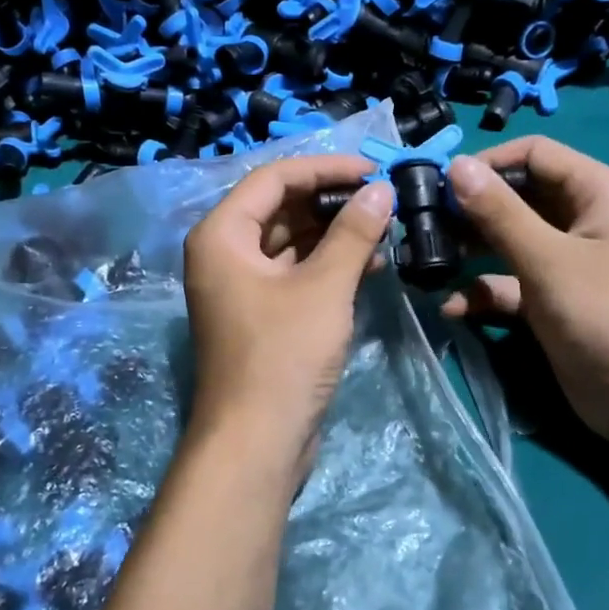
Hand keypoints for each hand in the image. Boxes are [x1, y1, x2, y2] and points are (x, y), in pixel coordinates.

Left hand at [182, 154, 393, 485]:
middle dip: (333, 201)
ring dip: (335, 233)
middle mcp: (225, 253)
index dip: (326, 168)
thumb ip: (352, 232)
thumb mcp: (323, 288)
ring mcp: (242, 286)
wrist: (257, 441)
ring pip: (291, 241)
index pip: (275, 178)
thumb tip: (381, 189)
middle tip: (385, 198)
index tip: (374, 169)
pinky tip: (371, 263)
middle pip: (281, 207)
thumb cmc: (284, 356)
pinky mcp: (261, 314)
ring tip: (386, 227)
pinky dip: (329, 265)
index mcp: (222, 234)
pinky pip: (295, 273)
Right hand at [441, 137, 608, 448]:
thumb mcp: (549, 260)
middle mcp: (580, 220)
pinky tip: (452, 309)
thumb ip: (500, 213)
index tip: (439, 184)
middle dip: (470, 211)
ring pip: (506, 243)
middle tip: (422, 225)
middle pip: (515, 198)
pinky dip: (482, 293)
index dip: (487, 164)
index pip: (534, 154)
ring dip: (469, 252)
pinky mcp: (550, 302)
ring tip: (426, 262)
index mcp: (595, 193)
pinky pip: (508, 285)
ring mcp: (564, 264)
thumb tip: (456, 165)